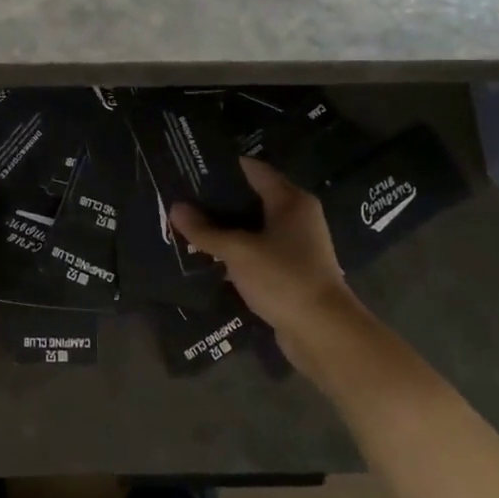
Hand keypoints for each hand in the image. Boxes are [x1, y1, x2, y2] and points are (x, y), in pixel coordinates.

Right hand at [169, 158, 363, 378]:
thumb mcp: (238, 251)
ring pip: (253, 227)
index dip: (222, 166)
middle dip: (218, 198)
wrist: (323, 332)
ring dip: (225, 227)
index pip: (253, 169)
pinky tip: (209, 255)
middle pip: (252, 197)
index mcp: (291, 200)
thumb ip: (205, 230)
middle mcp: (297, 216)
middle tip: (182, 195)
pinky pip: (257, 251)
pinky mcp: (290, 271)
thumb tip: (175, 207)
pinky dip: (236, 250)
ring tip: (188, 223)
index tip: (191, 165)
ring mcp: (296, 245)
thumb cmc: (283, 278)